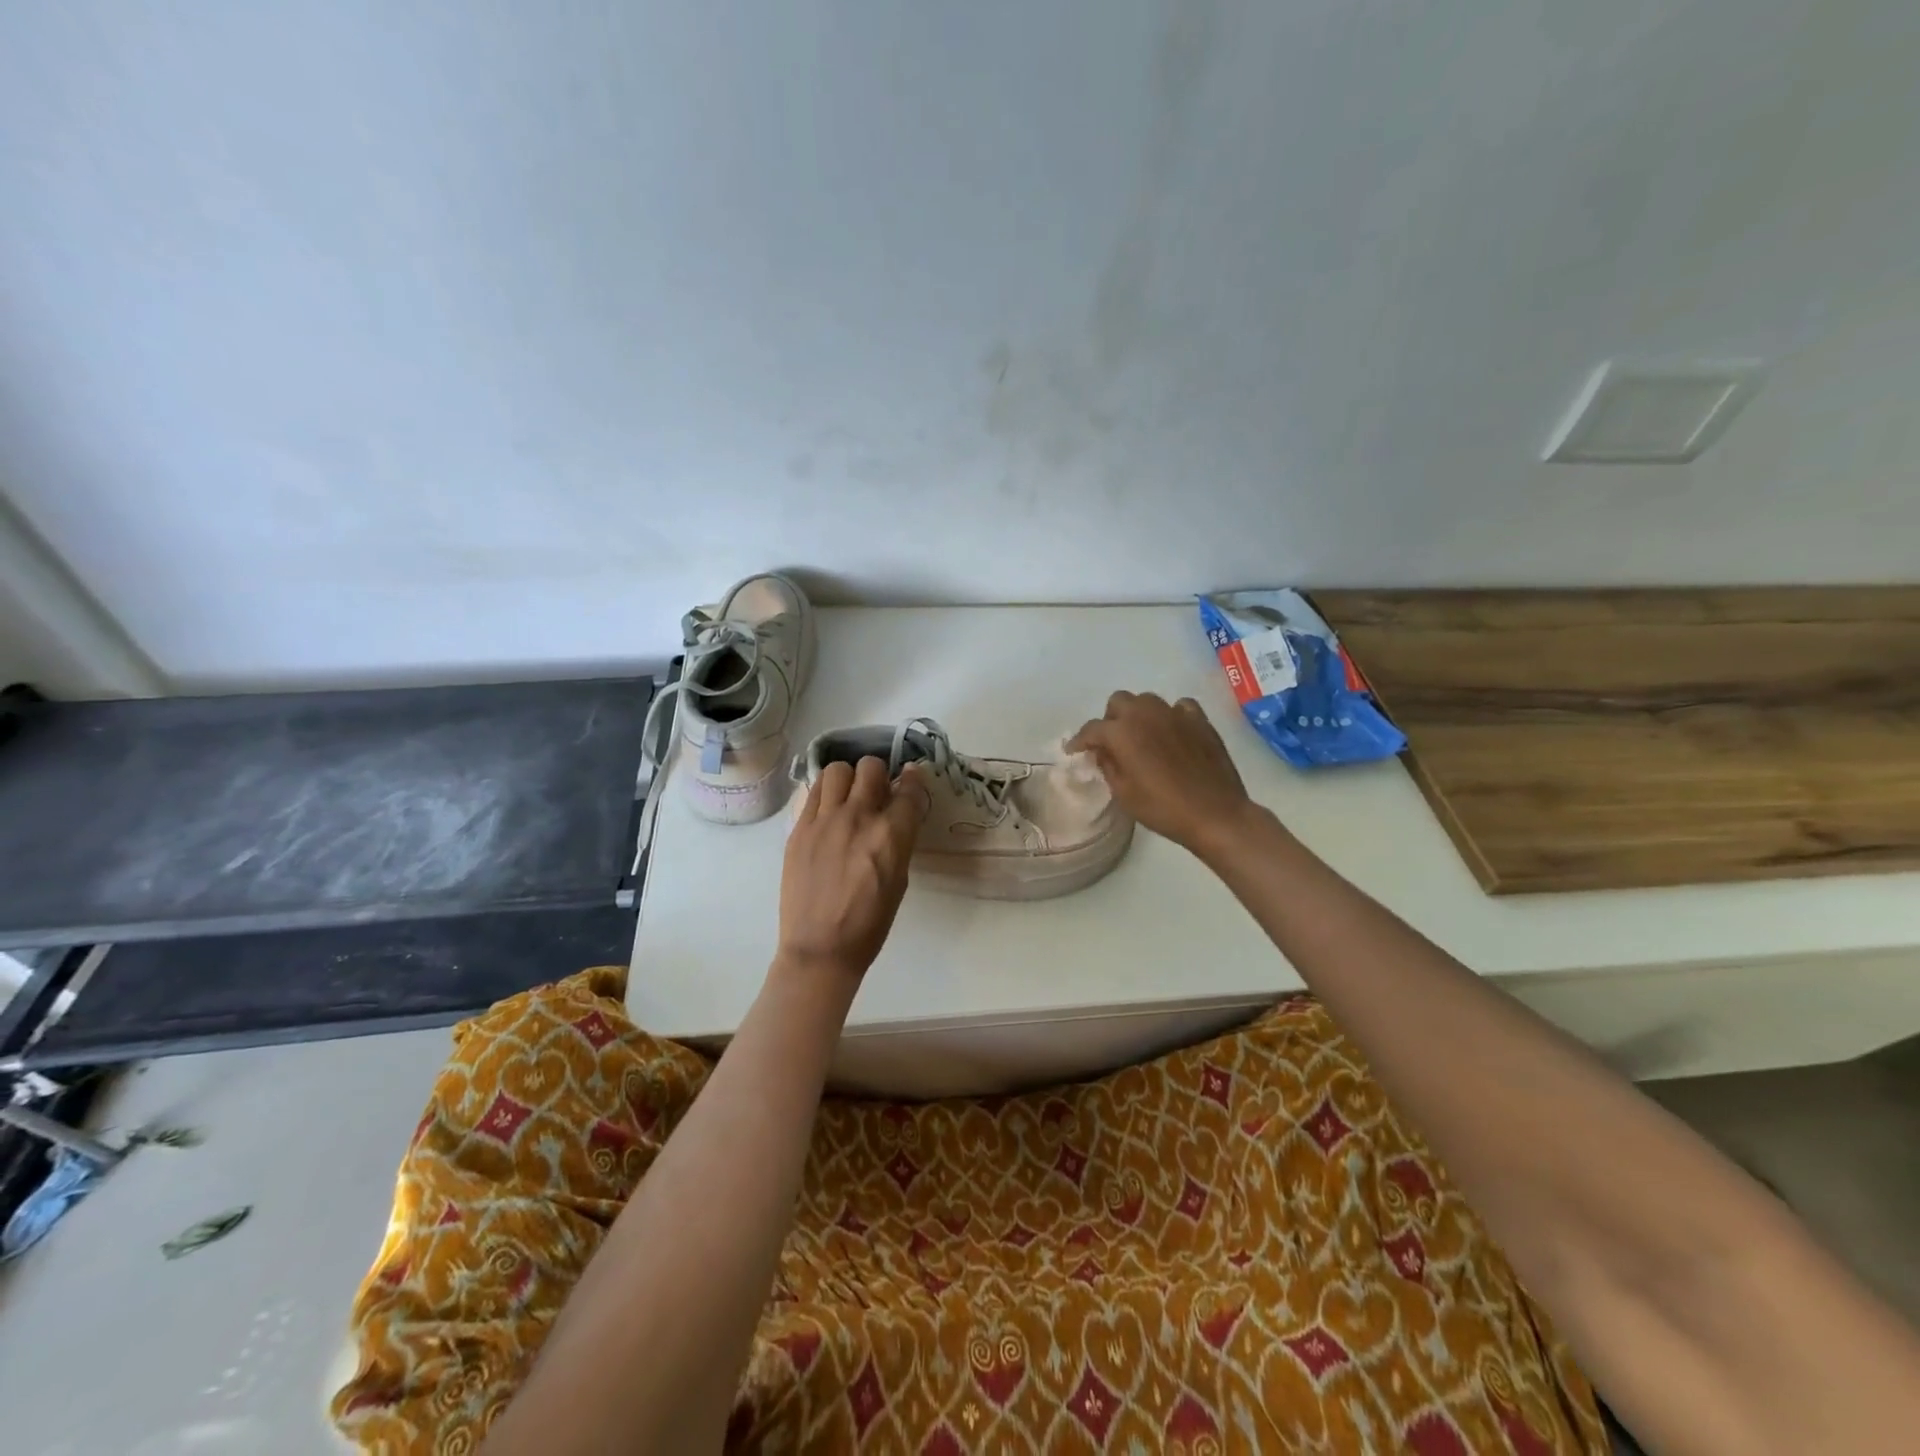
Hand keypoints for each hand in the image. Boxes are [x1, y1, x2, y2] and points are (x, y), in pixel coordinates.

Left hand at [776, 757, 929, 985]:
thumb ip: (899, 840)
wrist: (820, 948)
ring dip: (849, 778)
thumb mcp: (899, 880)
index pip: (910, 789)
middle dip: (879, 775)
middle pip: (871, 767)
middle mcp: (858, 817)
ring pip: (837, 770)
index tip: (911, 778)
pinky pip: (814, 791)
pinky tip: (828, 810)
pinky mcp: (799, 828)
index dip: (914, 780)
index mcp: (891, 835)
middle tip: (877, 791)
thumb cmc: (870, 923)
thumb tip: (897, 814)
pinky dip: (826, 793)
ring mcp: (824, 820)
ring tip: (848, 796)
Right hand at [1068, 691, 1255, 856]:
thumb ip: (1108, 766)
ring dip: (1139, 715)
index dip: (1080, 741)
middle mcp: (1146, 714)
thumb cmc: (1163, 808)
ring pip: (1147, 701)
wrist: (1215, 814)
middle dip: (1111, 720)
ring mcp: (1175, 713)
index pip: (1092, 729)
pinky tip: (1172, 732)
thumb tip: (1101, 751)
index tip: (1075, 751)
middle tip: (1113, 744)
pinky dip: (1171, 716)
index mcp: (1122, 732)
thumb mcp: (1124, 793)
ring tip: (1142, 737)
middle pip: (1119, 702)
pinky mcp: (1200, 720)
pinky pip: (1179, 707)